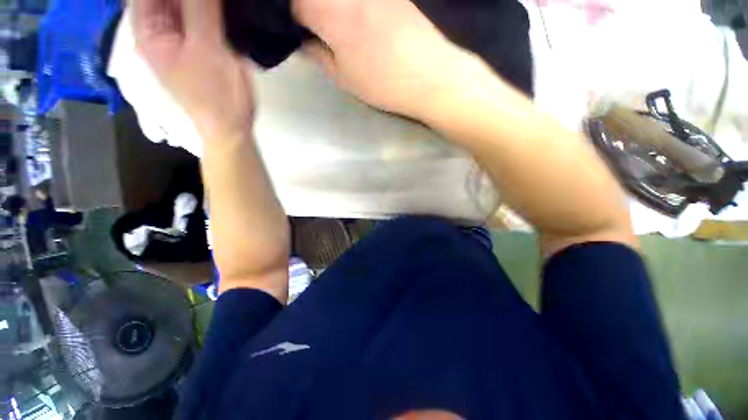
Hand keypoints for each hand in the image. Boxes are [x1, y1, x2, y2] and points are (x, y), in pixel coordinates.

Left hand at [132, 0, 253, 138]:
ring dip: (207, 1)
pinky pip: (208, 13)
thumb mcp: (206, 50)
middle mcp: (163, 26)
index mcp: (149, 29)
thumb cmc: (216, 96)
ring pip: (190, 1)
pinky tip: (231, 5)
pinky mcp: (207, 41)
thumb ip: (200, 8)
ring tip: (226, 2)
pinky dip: (218, 6)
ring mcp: (186, 34)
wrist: (234, 125)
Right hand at [293, 0, 475, 119]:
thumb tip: (304, 42)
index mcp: (328, 11)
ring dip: (330, 5)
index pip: (293, 3)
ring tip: (337, 29)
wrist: (430, 75)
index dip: (290, 17)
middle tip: (315, 30)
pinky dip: (350, 3)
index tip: (296, 30)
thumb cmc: (384, 83)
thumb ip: (318, 56)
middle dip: (308, 9)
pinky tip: (358, 19)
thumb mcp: (345, 78)